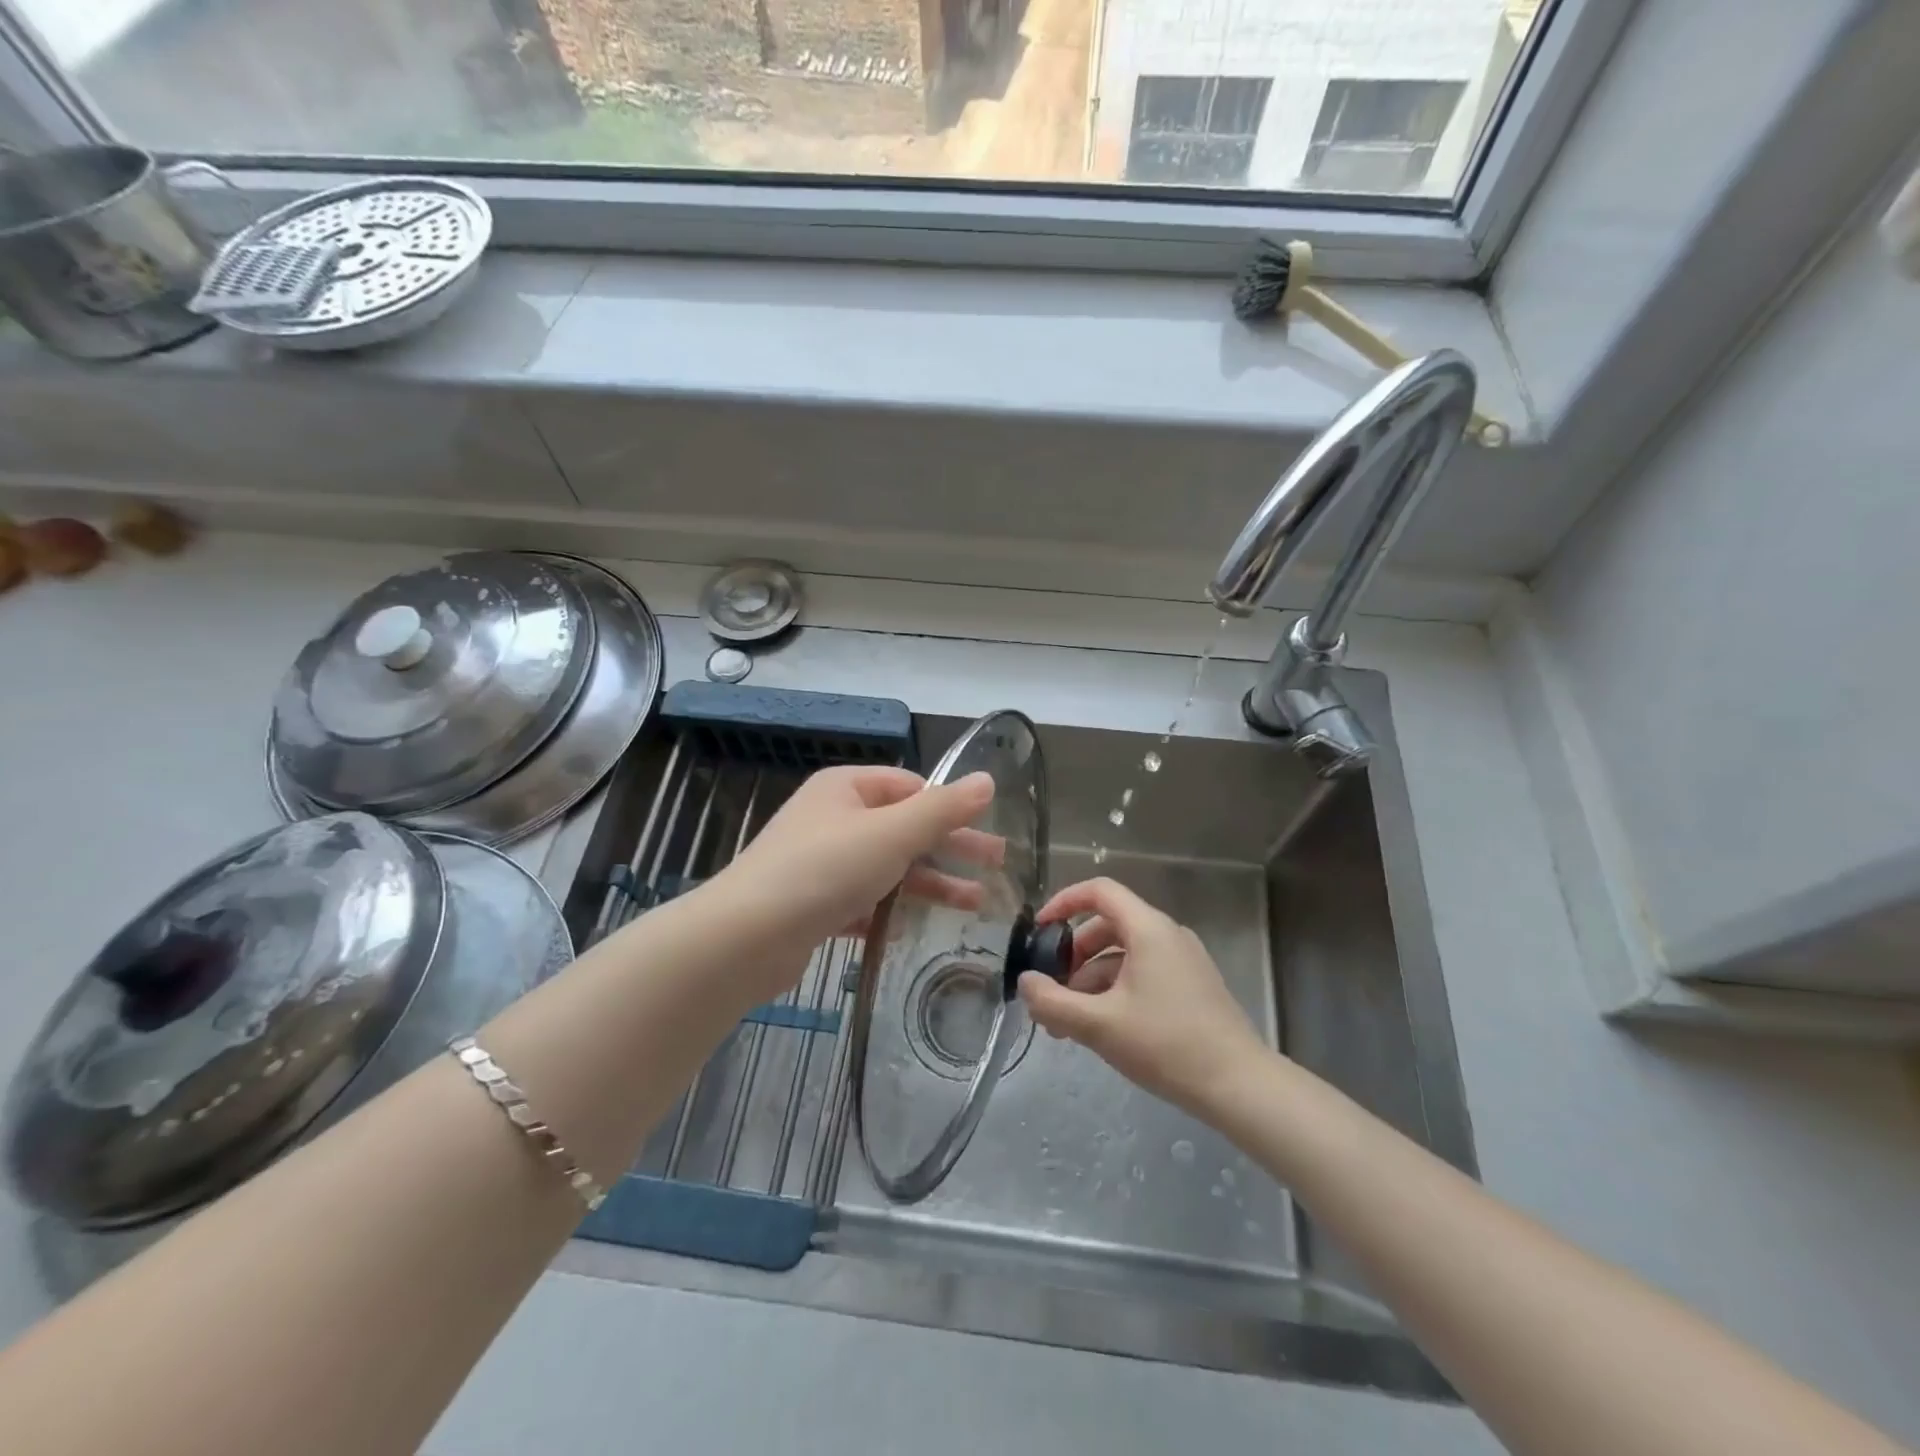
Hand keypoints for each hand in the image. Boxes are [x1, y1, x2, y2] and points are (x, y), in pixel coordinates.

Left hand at [710, 764, 998, 958]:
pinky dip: (890, 911)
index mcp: (845, 788)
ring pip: (887, 867)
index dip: (949, 806)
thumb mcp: (892, 834)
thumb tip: (987, 780)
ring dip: (930, 883)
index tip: (985, 829)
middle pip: (904, 828)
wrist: (746, 937)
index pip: (910, 786)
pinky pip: (863, 901)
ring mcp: (820, 863)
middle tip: (997, 865)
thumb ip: (943, 810)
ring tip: (975, 905)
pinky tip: (914, 928)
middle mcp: (832, 819)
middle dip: (950, 847)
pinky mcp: (813, 905)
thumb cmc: (825, 870)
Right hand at [1018, 877, 1270, 1119]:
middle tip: (1052, 992)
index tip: (1039, 932)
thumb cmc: (1166, 1045)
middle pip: (1107, 926)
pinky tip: (1102, 1029)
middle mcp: (1167, 935)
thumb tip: (1026, 981)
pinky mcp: (1191, 987)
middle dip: (1073, 956)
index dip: (1064, 903)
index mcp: (1148, 929)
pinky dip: (1115, 990)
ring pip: (1123, 955)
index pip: (1099, 891)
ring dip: (1091, 980)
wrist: (1240, 1086)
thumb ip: (1053, 1002)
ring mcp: (1183, 961)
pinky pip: (1142, 974)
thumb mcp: (1099, 1025)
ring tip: (1069, 1024)